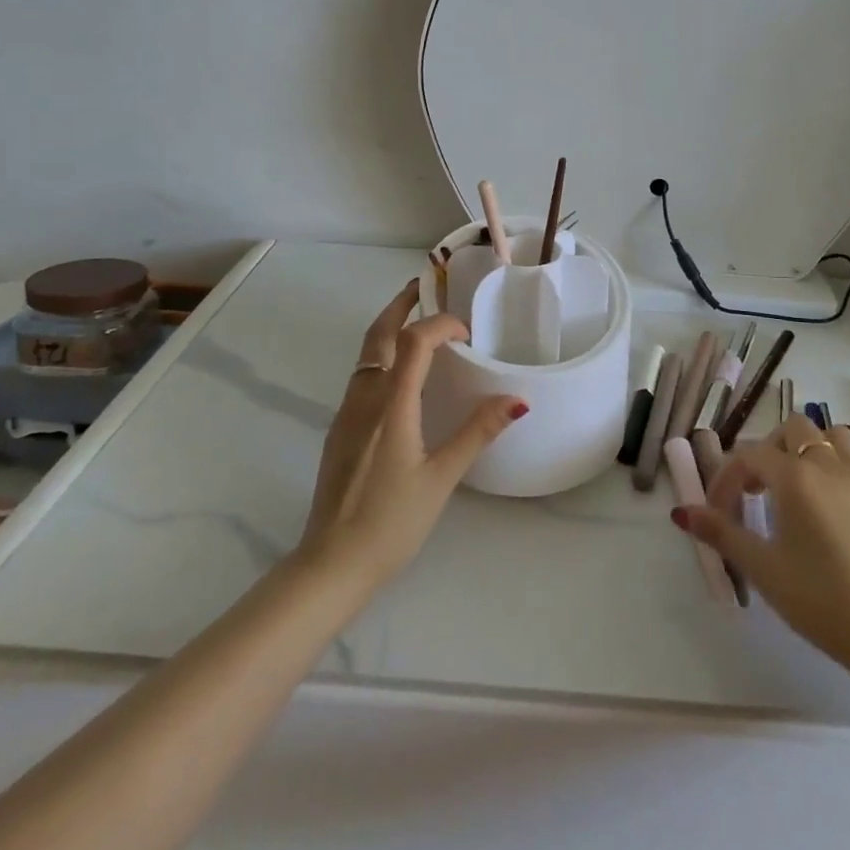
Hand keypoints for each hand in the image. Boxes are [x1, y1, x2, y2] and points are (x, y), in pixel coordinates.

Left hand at [297, 283, 524, 587]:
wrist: (331, 563)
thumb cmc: (391, 521)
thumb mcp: (442, 477)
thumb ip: (478, 433)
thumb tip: (518, 401)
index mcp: (392, 404)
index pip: (415, 341)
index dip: (441, 324)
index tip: (467, 332)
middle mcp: (364, 398)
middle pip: (378, 334)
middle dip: (399, 305)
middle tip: (422, 287)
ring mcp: (346, 413)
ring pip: (365, 354)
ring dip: (388, 329)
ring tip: (414, 322)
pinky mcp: (339, 430)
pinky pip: (361, 376)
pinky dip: (380, 357)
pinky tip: (399, 376)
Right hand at [673, 413, 849, 678]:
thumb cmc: (821, 600)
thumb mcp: (762, 569)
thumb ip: (721, 533)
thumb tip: (681, 511)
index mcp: (795, 476)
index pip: (749, 455)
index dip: (725, 478)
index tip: (716, 512)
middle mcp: (828, 467)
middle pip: (792, 429)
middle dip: (766, 450)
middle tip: (755, 491)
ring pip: (831, 436)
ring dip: (806, 449)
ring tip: (792, 487)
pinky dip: (832, 469)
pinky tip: (825, 513)